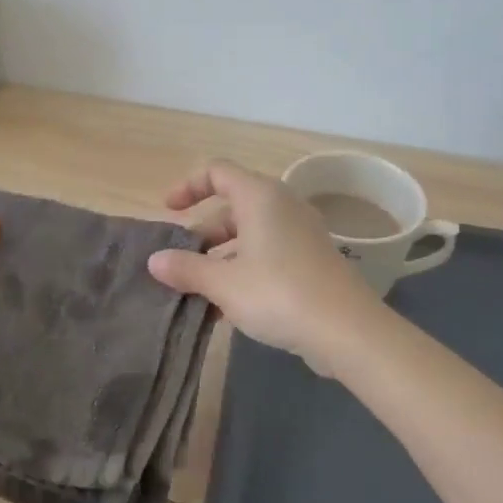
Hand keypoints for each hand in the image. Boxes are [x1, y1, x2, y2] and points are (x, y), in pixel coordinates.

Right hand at [147, 160, 382, 370]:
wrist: (347, 330)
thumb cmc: (278, 293)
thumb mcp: (223, 283)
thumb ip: (186, 269)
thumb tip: (155, 261)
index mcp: (260, 197)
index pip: (217, 171)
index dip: (188, 186)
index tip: (169, 212)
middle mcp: (282, 206)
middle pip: (233, 206)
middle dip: (203, 232)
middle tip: (181, 262)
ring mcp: (301, 233)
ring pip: (251, 234)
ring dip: (222, 256)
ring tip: (199, 290)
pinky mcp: (312, 259)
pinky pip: (269, 252)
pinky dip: (245, 268)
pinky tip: (229, 306)